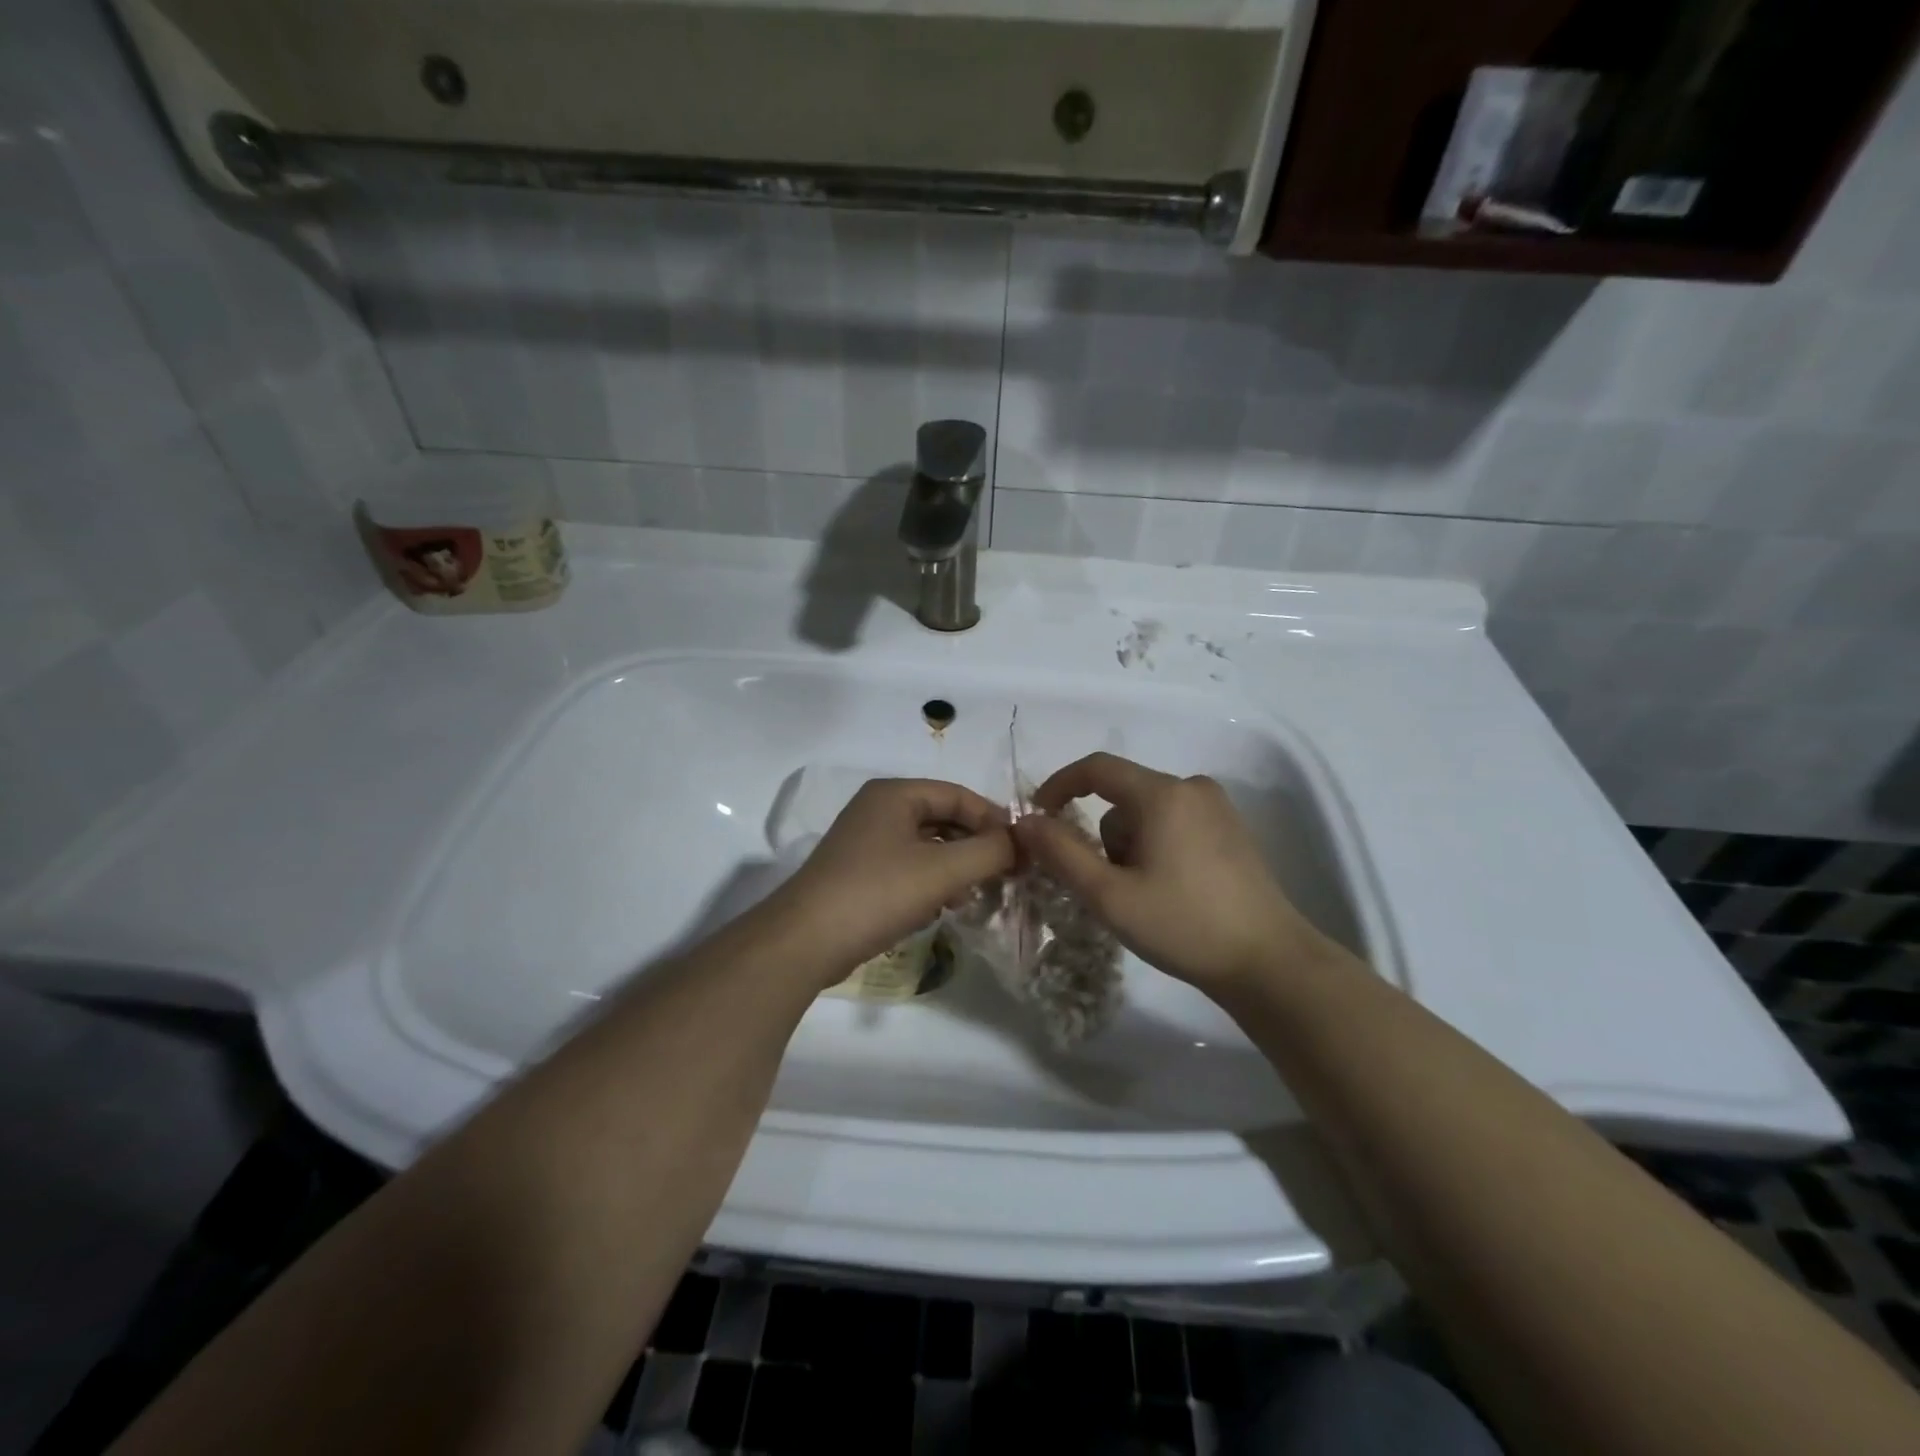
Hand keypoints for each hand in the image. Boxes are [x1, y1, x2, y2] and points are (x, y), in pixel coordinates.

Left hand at [771, 778, 1014, 978]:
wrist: (805, 942)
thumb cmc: (877, 893)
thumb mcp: (943, 871)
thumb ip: (990, 852)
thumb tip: (1020, 843)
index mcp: (895, 794)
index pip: (958, 795)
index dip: (994, 820)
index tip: (1022, 851)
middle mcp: (878, 809)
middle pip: (943, 818)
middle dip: (974, 846)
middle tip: (1003, 875)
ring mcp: (865, 841)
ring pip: (927, 845)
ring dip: (955, 867)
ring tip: (972, 896)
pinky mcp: (859, 873)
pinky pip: (908, 867)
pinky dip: (930, 882)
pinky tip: (940, 908)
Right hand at [1012, 752, 1333, 995]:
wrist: (1269, 963)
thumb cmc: (1183, 925)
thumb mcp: (1109, 895)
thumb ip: (1061, 853)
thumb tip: (1025, 821)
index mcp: (1163, 794)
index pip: (1096, 768)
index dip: (1059, 786)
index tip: (1038, 818)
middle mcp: (1192, 788)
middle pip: (1122, 796)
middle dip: (1103, 837)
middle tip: (1109, 887)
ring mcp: (1217, 808)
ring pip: (1146, 813)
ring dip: (1130, 847)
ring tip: (1145, 896)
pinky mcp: (1231, 830)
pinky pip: (1173, 823)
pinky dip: (1155, 848)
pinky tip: (1170, 891)